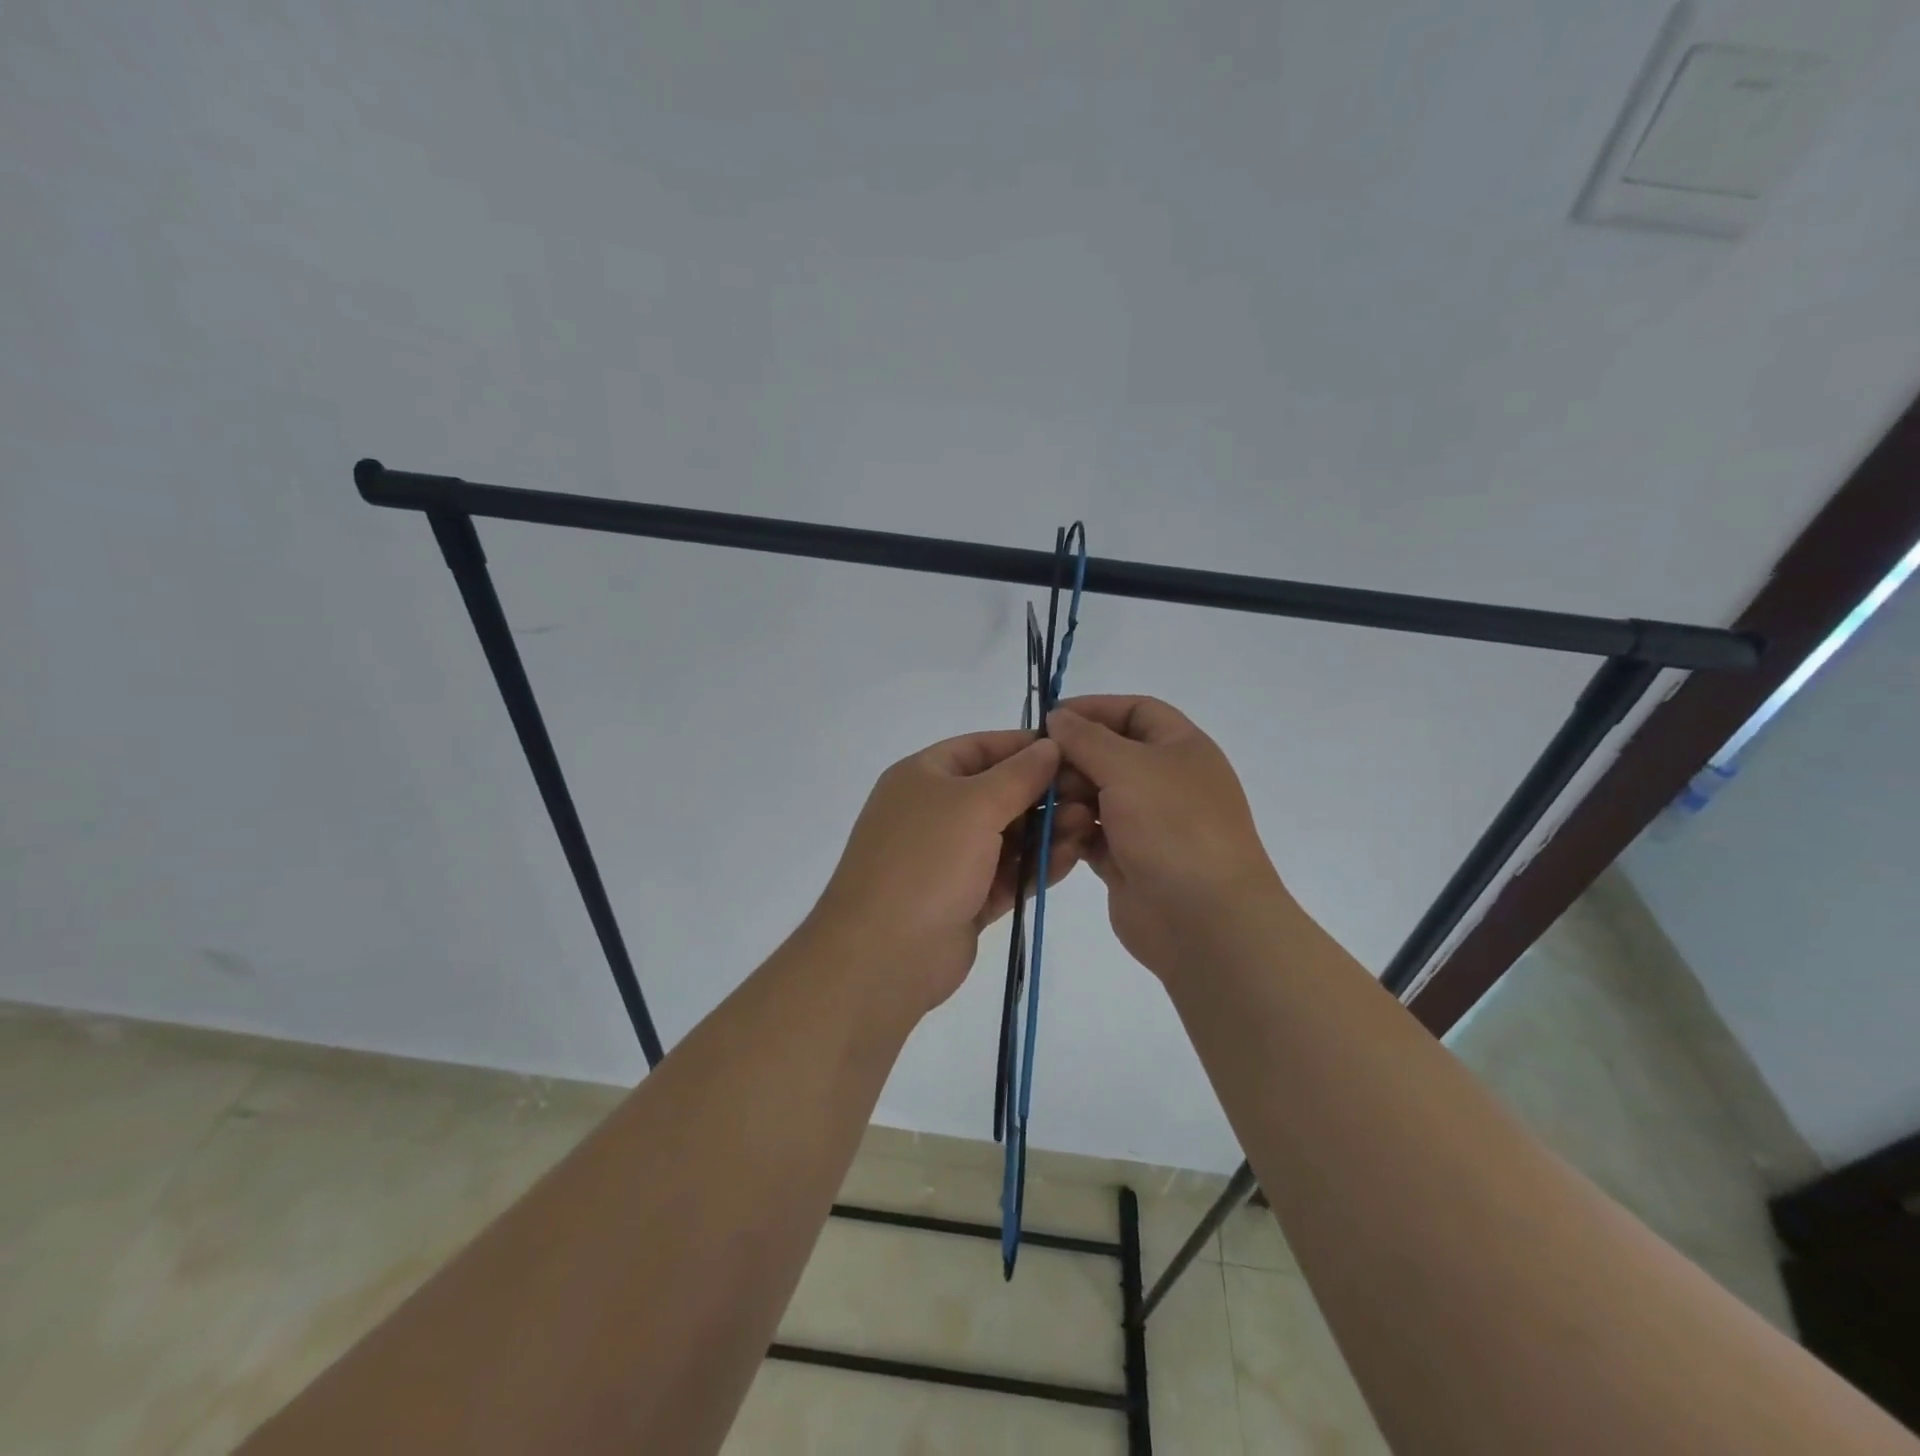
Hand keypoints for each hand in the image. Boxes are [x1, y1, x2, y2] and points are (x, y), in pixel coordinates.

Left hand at [812, 729, 1093, 1013]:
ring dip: (1045, 829)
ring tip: (1089, 825)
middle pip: (997, 793)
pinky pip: (1006, 874)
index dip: (1023, 746)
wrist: (885, 953)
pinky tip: (1071, 857)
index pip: (979, 748)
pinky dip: (1036, 866)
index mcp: (922, 777)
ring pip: (1006, 836)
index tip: (1071, 750)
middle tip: (1091, 794)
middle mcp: (933, 813)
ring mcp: (948, 860)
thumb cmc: (926, 860)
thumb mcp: (974, 804)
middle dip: (1042, 793)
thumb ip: (1018, 775)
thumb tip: (1049, 745)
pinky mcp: (964, 900)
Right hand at [1047, 696, 1289, 981]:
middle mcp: (1165, 781)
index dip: (1095, 708)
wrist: (1204, 920)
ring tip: (1040, 804)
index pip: (1136, 711)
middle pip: (1110, 754)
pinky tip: (1047, 833)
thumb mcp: (1128, 767)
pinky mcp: (1127, 859)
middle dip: (1072, 757)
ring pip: (1096, 795)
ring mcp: (1147, 823)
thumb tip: (1058, 716)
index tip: (1050, 718)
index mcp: (1181, 748)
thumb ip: (1086, 738)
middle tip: (1034, 767)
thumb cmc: (1172, 826)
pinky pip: (1090, 834)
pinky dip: (1070, 831)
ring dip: (1067, 796)